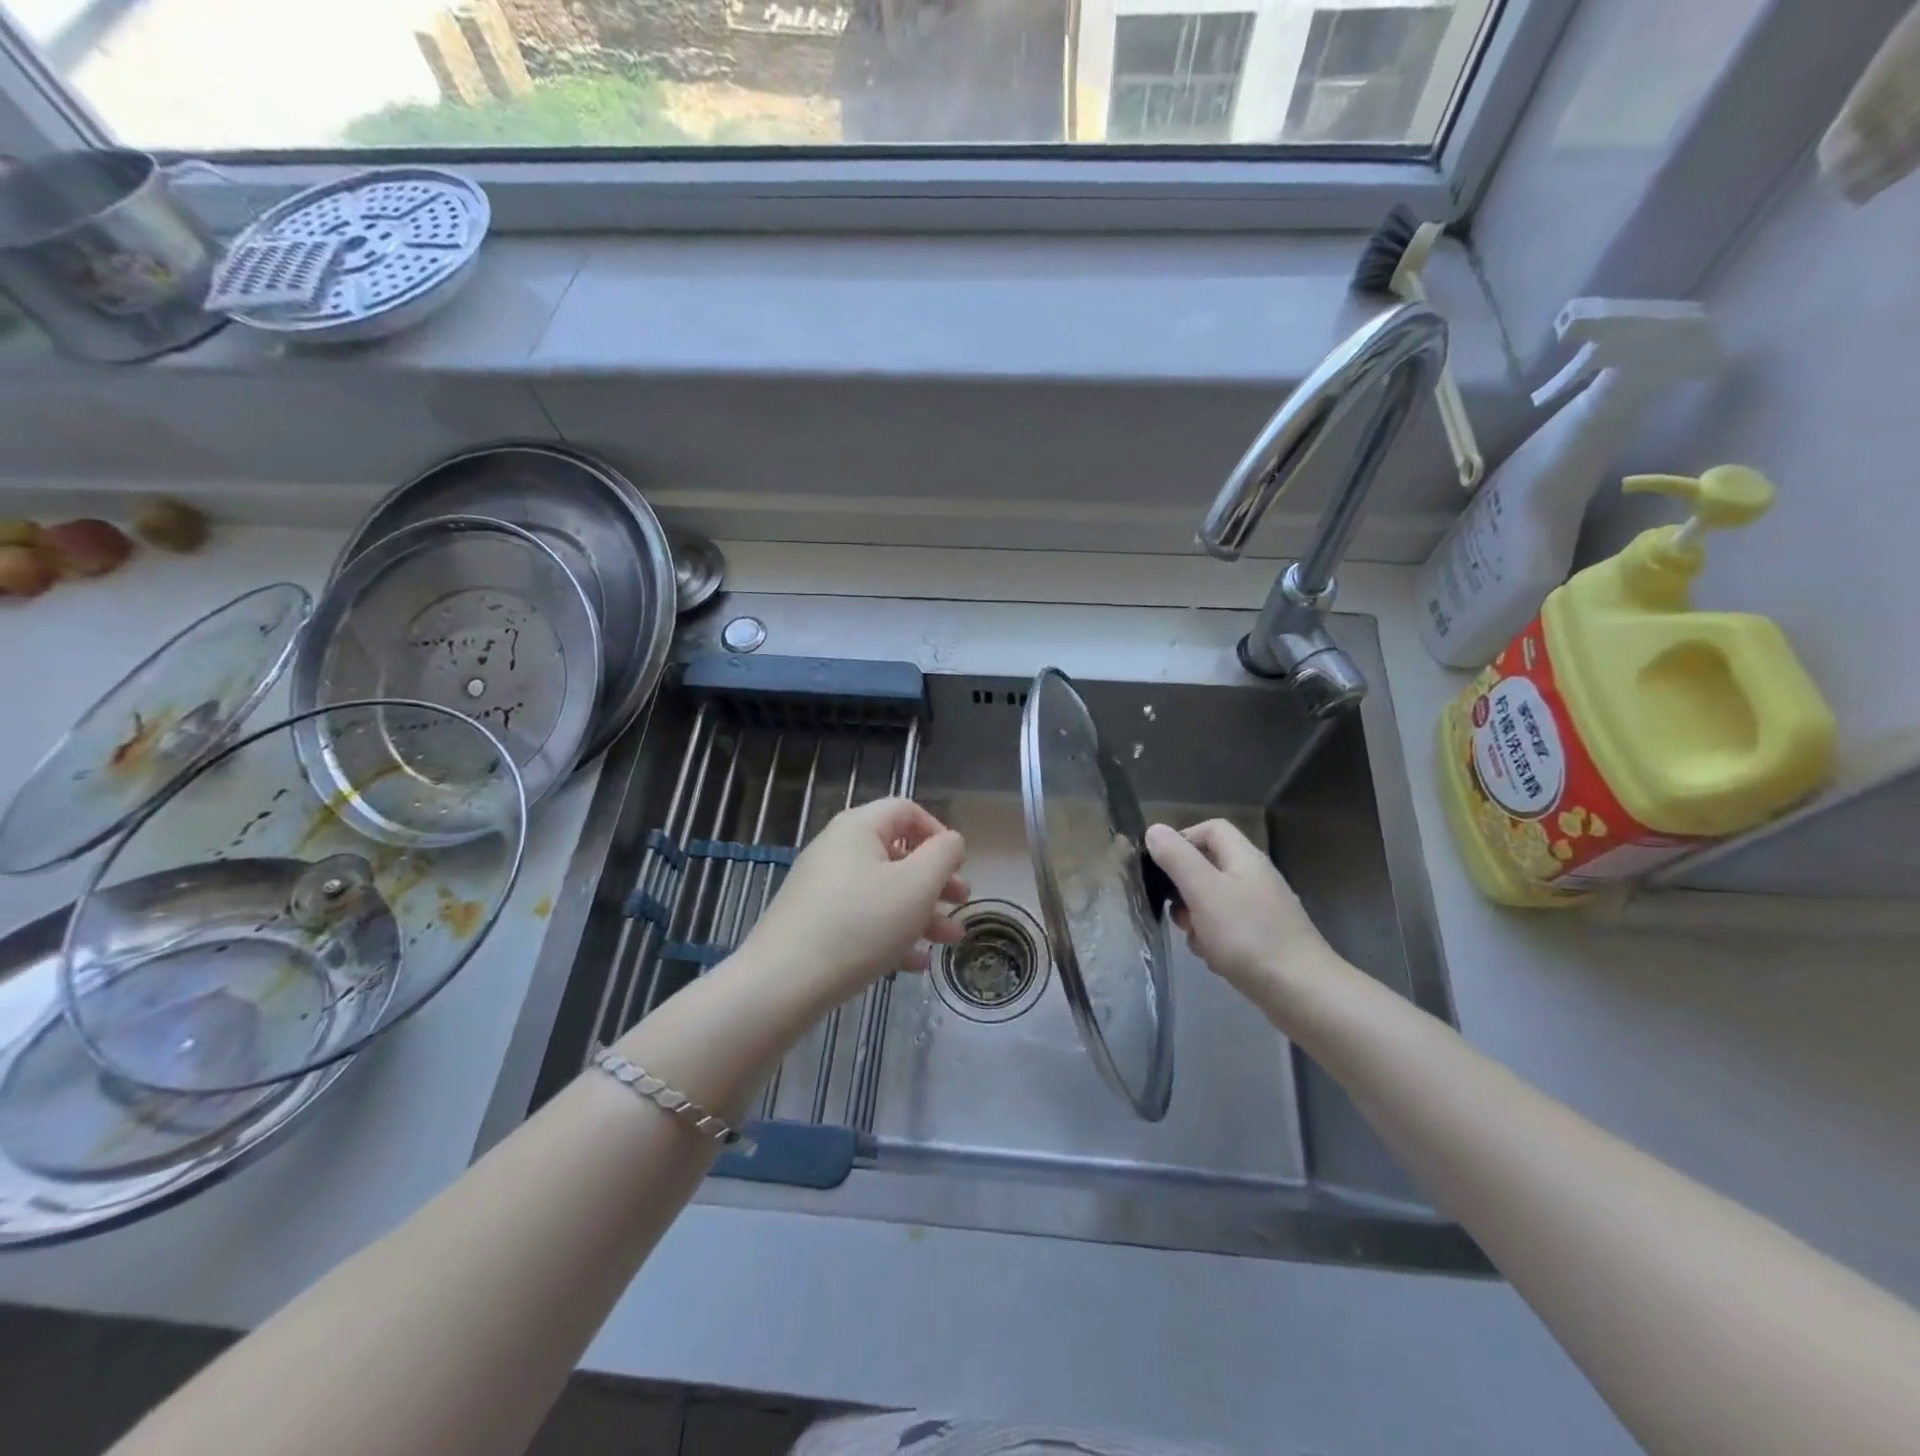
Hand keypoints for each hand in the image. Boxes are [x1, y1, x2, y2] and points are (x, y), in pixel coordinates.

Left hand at [738, 798, 967, 1008]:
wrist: (782, 983)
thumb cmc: (860, 924)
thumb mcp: (917, 885)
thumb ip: (944, 855)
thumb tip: (951, 842)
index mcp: (858, 828)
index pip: (906, 811)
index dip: (938, 833)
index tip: (958, 865)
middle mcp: (837, 850)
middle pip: (897, 854)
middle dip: (936, 880)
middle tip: (962, 903)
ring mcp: (823, 888)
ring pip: (883, 891)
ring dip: (921, 912)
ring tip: (949, 941)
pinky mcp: (814, 924)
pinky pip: (862, 919)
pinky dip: (892, 934)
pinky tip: (915, 964)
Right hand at [1144, 819, 1339, 1002]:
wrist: (1302, 992)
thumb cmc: (1248, 936)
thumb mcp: (1204, 892)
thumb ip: (1177, 858)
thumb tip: (1154, 829)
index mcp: (1244, 858)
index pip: (1211, 829)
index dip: (1183, 839)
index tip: (1162, 867)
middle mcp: (1255, 878)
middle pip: (1209, 867)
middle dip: (1185, 890)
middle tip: (1178, 913)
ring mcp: (1262, 909)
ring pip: (1214, 902)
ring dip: (1197, 920)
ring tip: (1198, 942)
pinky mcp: (1264, 938)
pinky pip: (1228, 929)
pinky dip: (1215, 941)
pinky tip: (1215, 960)